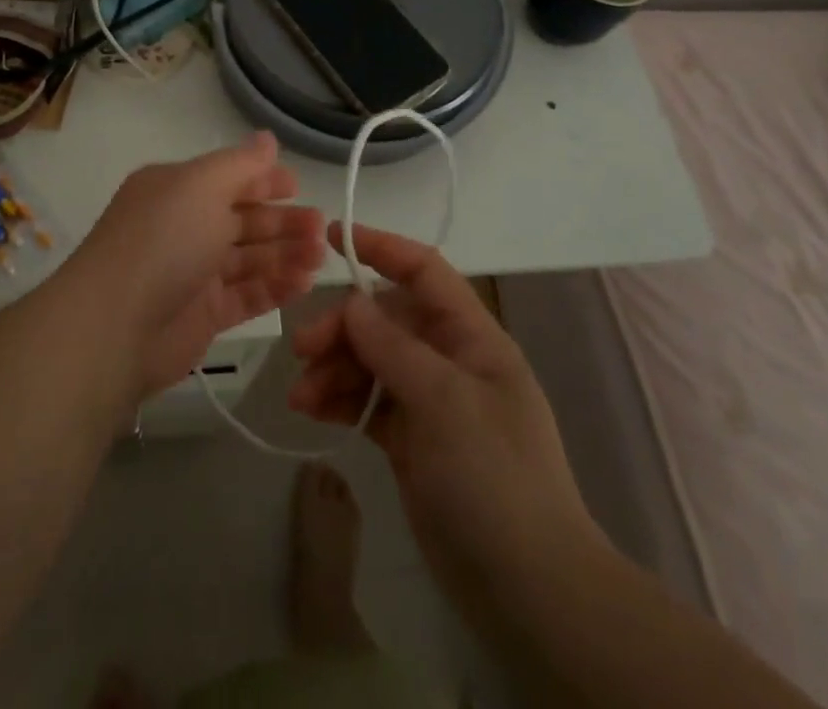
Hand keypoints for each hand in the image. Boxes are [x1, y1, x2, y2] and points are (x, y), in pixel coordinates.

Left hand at [72, 132, 325, 396]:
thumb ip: (241, 164)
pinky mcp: (203, 315)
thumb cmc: (162, 240)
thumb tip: (267, 138)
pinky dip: (274, 287)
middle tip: (321, 228)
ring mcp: (193, 272)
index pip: (227, 178)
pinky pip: (246, 295)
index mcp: (176, 189)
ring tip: (320, 256)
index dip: (263, 180)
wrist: (114, 326)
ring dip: (285, 254)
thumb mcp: (202, 186)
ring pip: (249, 258)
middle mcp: (183, 226)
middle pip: (243, 219)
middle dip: (283, 220)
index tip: (298, 187)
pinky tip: (304, 283)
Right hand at [289, 223, 598, 608]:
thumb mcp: (445, 401)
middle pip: (386, 319)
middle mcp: (450, 360)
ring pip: (371, 362)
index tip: (331, 236)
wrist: (527, 590)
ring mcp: (430, 401)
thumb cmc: (494, 476)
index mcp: (472, 336)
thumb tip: (353, 302)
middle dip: (343, 326)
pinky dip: (340, 402)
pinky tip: (311, 412)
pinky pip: (368, 403)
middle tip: (302, 349)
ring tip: (300, 396)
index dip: (381, 246)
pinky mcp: (411, 440)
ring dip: (334, 369)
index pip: (424, 271)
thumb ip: (394, 347)